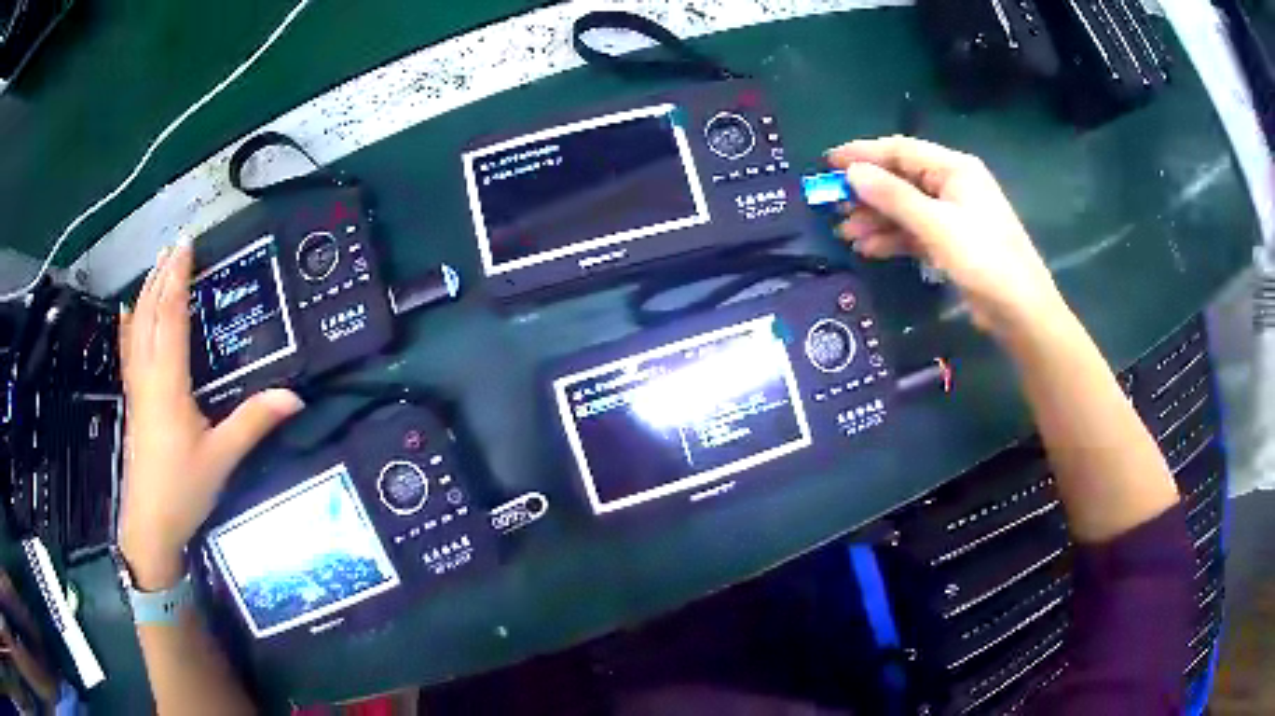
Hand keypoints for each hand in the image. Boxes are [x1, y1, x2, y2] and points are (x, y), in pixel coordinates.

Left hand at [118, 241, 303, 589]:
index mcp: (168, 381)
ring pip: (137, 326)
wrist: (149, 524)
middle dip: (162, 275)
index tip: (187, 243)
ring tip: (158, 265)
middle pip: (151, 312)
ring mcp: (137, 386)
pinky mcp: (133, 399)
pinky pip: (128, 349)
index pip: (171, 314)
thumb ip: (254, 422)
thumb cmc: (183, 489)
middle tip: (176, 244)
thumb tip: (296, 396)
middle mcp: (148, 374)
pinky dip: (128, 324)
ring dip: (147, 291)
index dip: (178, 276)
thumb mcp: (222, 458)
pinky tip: (127, 311)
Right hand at [826, 135, 1067, 336]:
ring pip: (905, 208)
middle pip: (900, 180)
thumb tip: (853, 172)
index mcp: (954, 169)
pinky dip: (893, 238)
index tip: (828, 164)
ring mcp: (952, 215)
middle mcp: (952, 185)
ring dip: (876, 219)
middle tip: (833, 206)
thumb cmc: (984, 259)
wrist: (1020, 311)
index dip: (863, 154)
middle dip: (867, 193)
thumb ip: (894, 197)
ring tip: (845, 234)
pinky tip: (870, 249)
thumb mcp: (937, 225)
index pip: (900, 150)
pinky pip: (915, 232)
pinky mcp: (951, 243)